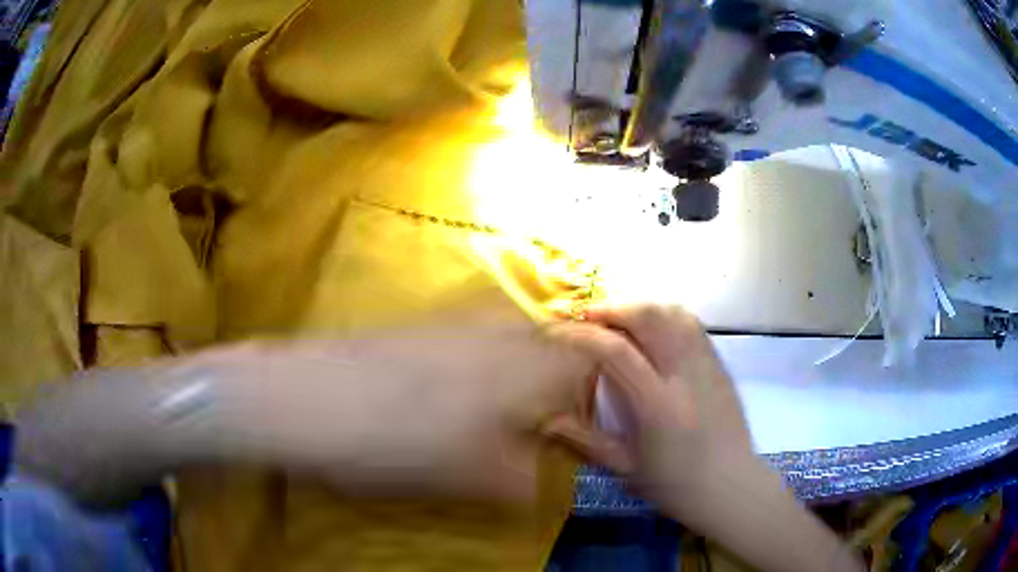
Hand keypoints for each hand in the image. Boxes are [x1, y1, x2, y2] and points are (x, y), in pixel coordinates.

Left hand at [15, 310, 596, 506]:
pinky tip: (460, 397)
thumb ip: (522, 477)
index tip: (590, 429)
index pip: (588, 366)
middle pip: (554, 349)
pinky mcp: (421, 328)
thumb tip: (541, 475)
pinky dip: (485, 369)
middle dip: (563, 385)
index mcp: (522, 366)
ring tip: (508, 415)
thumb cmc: (395, 442)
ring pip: (514, 343)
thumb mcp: (472, 477)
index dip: (599, 395)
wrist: (304, 397)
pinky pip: (476, 342)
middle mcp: (498, 332)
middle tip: (552, 426)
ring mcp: (456, 325)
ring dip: (523, 377)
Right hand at [544, 304, 757, 512]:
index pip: (616, 351)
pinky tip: (653, 327)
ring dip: (640, 307)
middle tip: (586, 316)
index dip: (582, 334)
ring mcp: (706, 365)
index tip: (558, 331)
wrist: (731, 486)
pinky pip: (692, 324)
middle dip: (612, 309)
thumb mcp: (625, 468)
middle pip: (648, 318)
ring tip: (618, 318)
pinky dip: (666, 314)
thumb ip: (585, 440)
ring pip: (673, 313)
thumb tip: (546, 421)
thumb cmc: (675, 485)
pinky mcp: (719, 364)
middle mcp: (684, 375)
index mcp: (657, 405)